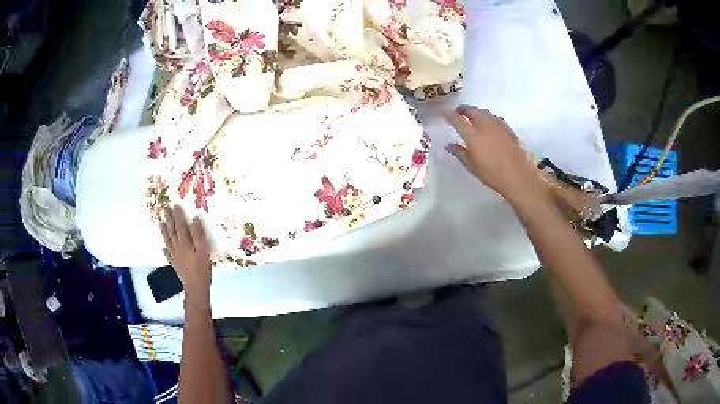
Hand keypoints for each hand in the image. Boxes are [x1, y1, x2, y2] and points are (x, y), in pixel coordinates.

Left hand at [160, 205, 211, 301]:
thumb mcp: (204, 251)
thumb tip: (195, 218)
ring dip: (164, 232)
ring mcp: (175, 257)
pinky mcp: (175, 265)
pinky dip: (165, 250)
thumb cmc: (202, 270)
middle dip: (169, 219)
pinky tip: (163, 248)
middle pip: (172, 231)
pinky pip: (168, 255)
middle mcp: (177, 248)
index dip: (178, 215)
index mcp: (185, 244)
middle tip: (165, 209)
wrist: (196, 289)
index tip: (175, 204)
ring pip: (167, 241)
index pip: (180, 225)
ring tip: (160, 223)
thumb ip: (199, 235)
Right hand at [444, 106, 542, 202]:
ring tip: (472, 117)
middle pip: (471, 110)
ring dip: (475, 112)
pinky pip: (494, 117)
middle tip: (458, 113)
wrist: (517, 176)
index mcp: (472, 135)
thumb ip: (459, 153)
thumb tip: (448, 145)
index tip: (445, 115)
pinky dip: (487, 117)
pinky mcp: (507, 128)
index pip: (457, 119)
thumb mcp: (471, 166)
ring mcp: (497, 125)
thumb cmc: (491, 174)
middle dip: (463, 109)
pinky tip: (488, 125)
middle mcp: (484, 125)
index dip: (449, 116)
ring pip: (483, 111)